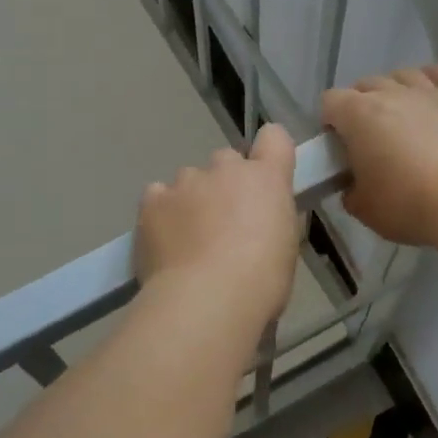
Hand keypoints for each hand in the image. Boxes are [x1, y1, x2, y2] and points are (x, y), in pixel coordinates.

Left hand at [136, 124, 300, 322]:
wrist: (207, 300)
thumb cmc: (261, 282)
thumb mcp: (284, 248)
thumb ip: (270, 221)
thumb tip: (257, 223)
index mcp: (267, 178)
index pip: (274, 138)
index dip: (269, 153)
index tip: (265, 178)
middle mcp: (225, 168)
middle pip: (226, 162)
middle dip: (226, 185)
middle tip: (225, 225)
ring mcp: (185, 181)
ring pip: (189, 181)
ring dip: (192, 201)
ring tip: (189, 242)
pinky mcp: (152, 200)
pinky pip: (158, 197)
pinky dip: (162, 214)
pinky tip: (165, 242)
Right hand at [321, 65, 437, 245]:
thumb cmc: (407, 203)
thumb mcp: (364, 209)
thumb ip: (352, 191)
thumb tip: (354, 187)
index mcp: (358, 114)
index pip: (330, 101)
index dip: (330, 121)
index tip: (337, 145)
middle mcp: (390, 92)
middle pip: (364, 84)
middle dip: (360, 105)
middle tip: (367, 137)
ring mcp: (428, 92)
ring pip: (402, 74)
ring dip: (395, 89)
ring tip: (399, 114)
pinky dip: (433, 80)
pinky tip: (433, 95)